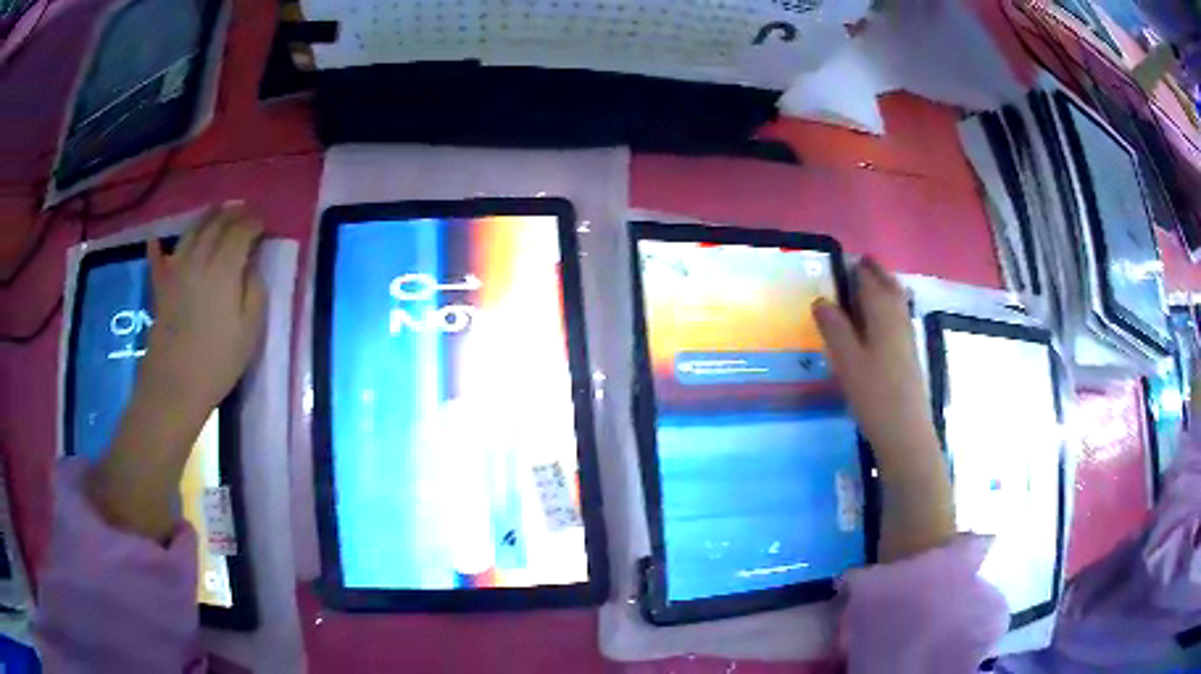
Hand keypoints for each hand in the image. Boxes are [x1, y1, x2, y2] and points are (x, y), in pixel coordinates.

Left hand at [86, 205, 265, 540]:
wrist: (174, 386)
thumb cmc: (217, 362)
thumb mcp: (249, 331)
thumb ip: (254, 292)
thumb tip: (251, 268)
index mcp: (224, 269)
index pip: (241, 231)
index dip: (254, 223)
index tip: (264, 224)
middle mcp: (199, 259)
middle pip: (216, 224)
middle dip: (232, 214)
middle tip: (244, 213)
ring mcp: (176, 270)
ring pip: (191, 232)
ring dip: (206, 218)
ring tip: (216, 214)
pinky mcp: (161, 286)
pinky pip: (158, 258)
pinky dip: (157, 246)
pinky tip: (155, 238)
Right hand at [813, 257, 953, 560]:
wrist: (906, 434)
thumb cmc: (874, 395)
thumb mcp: (847, 361)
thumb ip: (835, 328)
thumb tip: (821, 299)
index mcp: (883, 316)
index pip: (869, 282)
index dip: (857, 269)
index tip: (845, 258)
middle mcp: (898, 321)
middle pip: (889, 288)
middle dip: (876, 273)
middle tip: (863, 262)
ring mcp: (907, 339)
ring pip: (898, 303)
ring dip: (886, 288)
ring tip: (872, 284)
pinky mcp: (909, 356)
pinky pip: (899, 319)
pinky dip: (890, 308)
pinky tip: (881, 321)